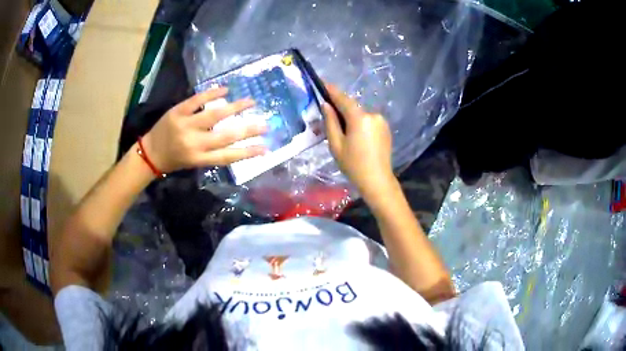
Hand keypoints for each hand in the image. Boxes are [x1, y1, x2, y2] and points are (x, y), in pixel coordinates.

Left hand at [141, 87, 267, 172]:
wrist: (149, 153)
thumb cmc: (174, 160)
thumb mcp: (194, 162)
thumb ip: (213, 153)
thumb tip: (237, 141)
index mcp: (199, 158)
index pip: (228, 156)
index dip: (247, 152)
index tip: (265, 148)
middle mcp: (194, 143)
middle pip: (225, 136)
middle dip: (248, 130)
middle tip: (265, 124)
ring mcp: (185, 125)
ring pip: (214, 115)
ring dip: (235, 108)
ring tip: (251, 102)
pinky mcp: (178, 111)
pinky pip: (197, 100)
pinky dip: (212, 93)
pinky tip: (226, 89)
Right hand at [323, 84, 396, 203]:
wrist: (378, 181)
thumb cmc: (353, 165)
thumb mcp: (336, 145)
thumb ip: (330, 122)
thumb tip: (326, 105)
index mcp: (360, 118)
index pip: (343, 99)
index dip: (332, 91)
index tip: (323, 83)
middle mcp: (373, 115)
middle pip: (353, 107)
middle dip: (341, 109)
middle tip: (328, 114)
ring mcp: (381, 121)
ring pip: (361, 114)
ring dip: (351, 118)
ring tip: (343, 132)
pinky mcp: (386, 128)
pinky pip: (369, 120)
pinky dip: (360, 123)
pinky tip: (356, 137)